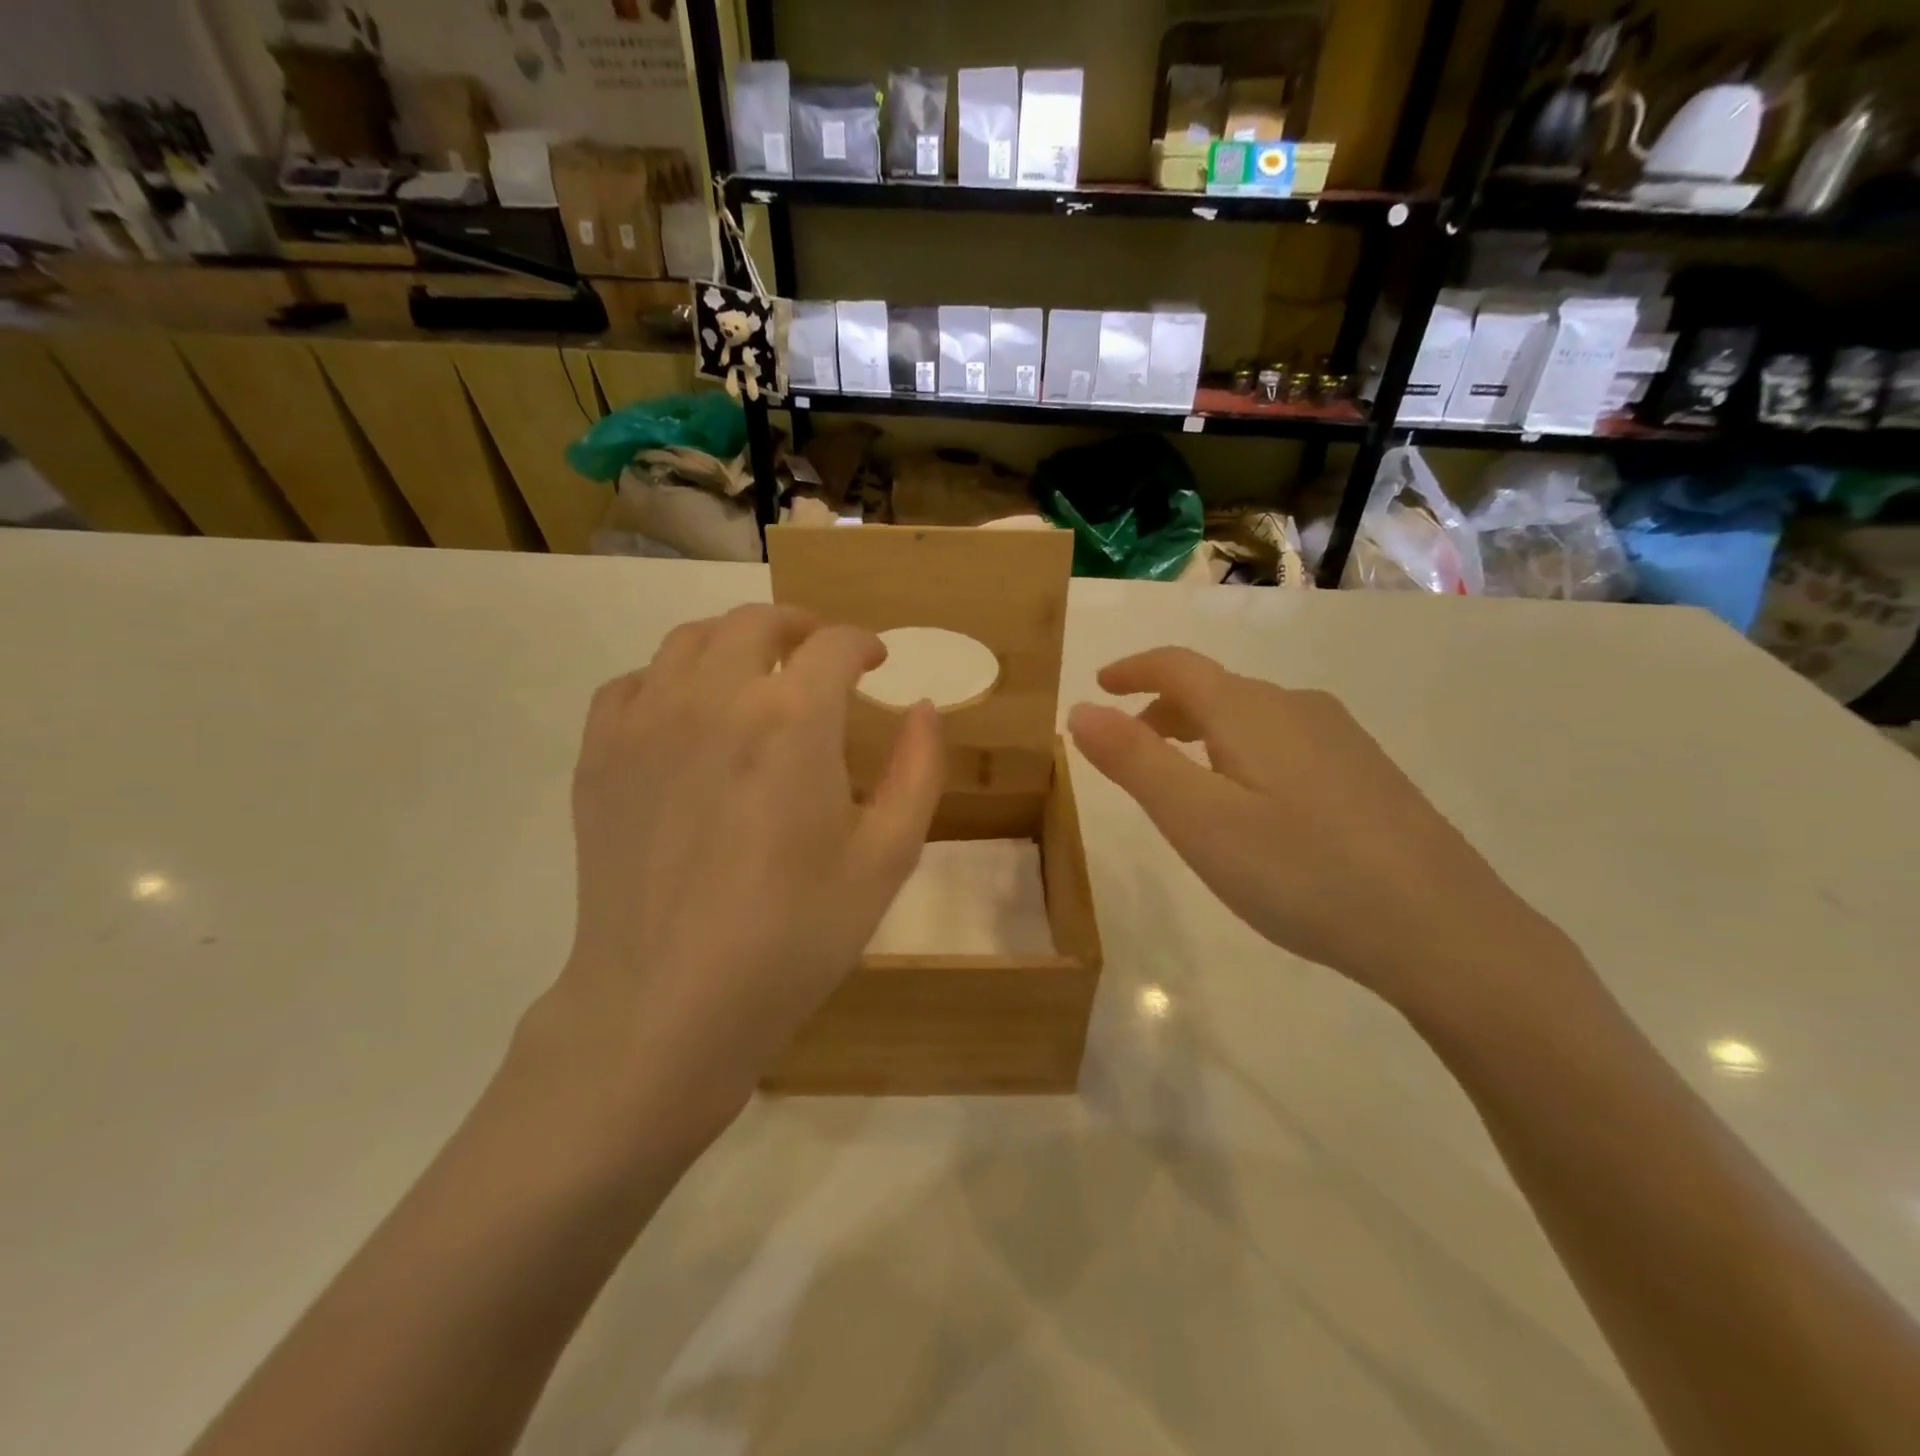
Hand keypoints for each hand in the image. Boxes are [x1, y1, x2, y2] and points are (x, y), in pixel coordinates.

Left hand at [525, 605, 943, 1157]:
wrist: (668, 1005)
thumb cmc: (794, 936)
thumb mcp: (886, 859)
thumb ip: (918, 771)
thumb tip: (923, 708)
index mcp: (792, 719)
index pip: (834, 645)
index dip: (863, 644)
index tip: (875, 662)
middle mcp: (715, 697)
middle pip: (757, 622)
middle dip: (801, 627)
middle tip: (820, 655)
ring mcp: (646, 722)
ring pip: (690, 640)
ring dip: (734, 642)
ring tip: (756, 673)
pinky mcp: (598, 756)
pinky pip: (633, 684)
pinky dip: (670, 679)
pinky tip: (686, 715)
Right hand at [1067, 648, 1553, 1012]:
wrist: (1443, 930)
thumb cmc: (1301, 872)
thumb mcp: (1197, 820)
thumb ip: (1134, 761)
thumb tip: (1081, 710)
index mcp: (1250, 711)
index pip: (1178, 665)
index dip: (1132, 668)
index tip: (1099, 685)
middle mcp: (1298, 707)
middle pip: (1216, 688)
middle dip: (1163, 708)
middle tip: (1130, 746)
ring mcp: (1342, 739)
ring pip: (1253, 717)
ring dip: (1203, 732)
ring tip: (1184, 780)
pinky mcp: (1369, 774)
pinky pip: (1286, 742)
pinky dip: (1244, 753)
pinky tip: (1255, 807)